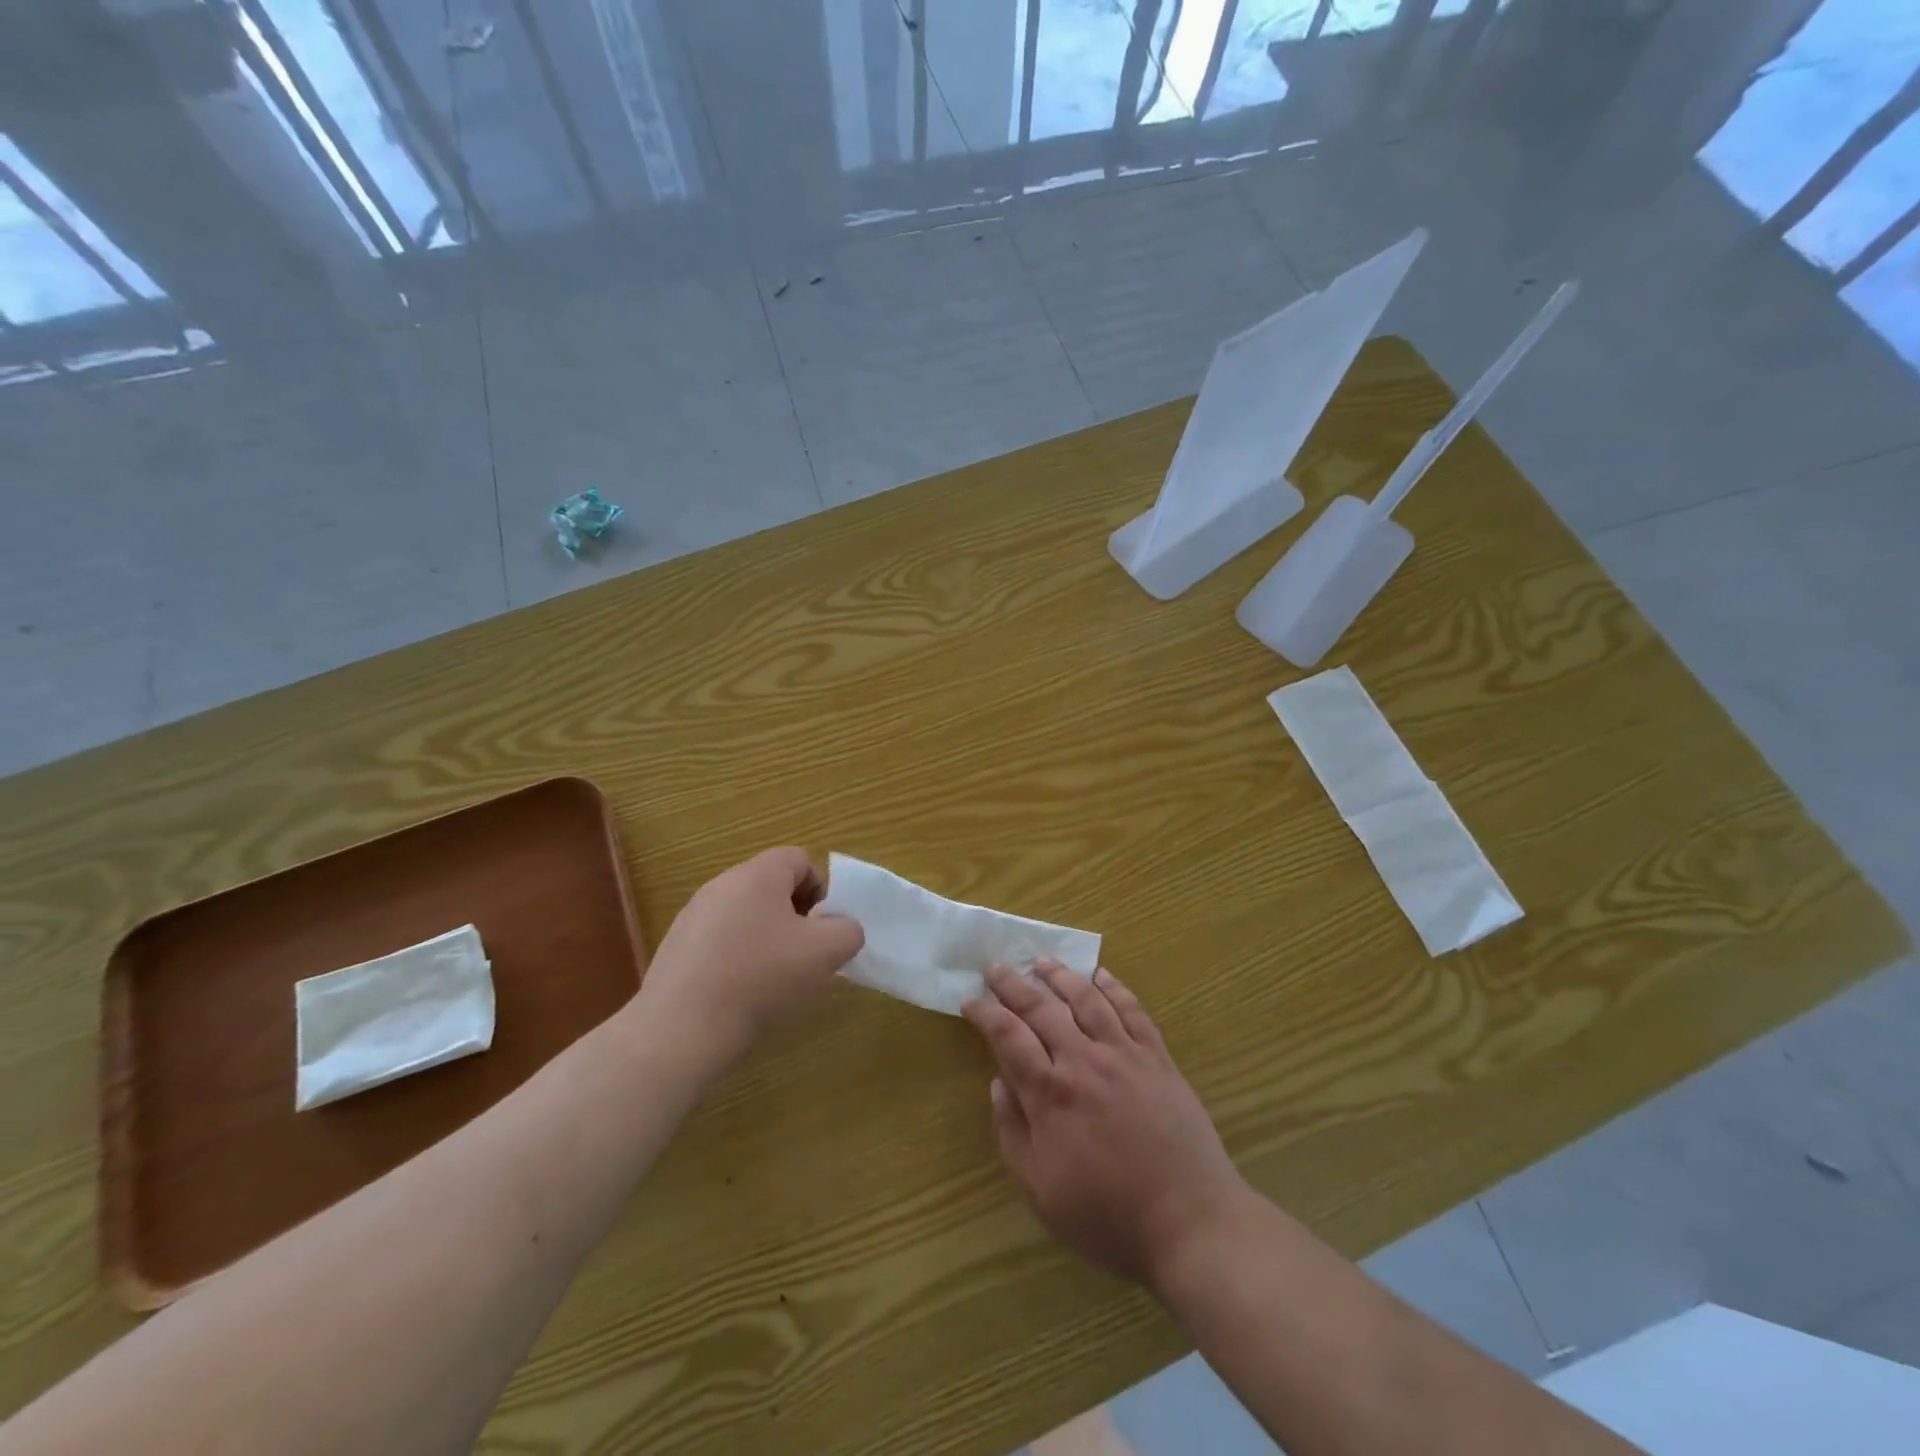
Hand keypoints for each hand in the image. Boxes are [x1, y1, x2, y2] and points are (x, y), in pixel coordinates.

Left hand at [632, 848, 863, 1073]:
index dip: (821, 891)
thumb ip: (847, 931)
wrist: (680, 1031)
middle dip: (796, 918)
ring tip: (774, 982)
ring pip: (747, 917)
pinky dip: (737, 961)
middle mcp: (721, 884)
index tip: (824, 930)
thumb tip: (840, 928)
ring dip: (767, 941)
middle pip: (772, 888)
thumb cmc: (761, 979)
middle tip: (805, 957)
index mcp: (757, 874)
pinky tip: (740, 996)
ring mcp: (693, 917)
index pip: (800, 860)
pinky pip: (720, 943)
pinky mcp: (676, 949)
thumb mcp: (825, 953)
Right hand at [962, 963, 1246, 1288]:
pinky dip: (1114, 987)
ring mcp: (1124, 1055)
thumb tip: (998, 1083)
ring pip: (1086, 999)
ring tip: (1042, 961)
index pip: (1008, 1036)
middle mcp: (1084, 1061)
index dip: (985, 1013)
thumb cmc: (1108, 1217)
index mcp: (1050, 1094)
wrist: (1190, 1223)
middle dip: (1013, 984)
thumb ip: (1012, 1133)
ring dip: (1060, 975)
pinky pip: (1133, 1010)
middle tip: (996, 966)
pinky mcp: (1158, 1058)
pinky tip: (1101, 975)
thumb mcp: (1041, 1192)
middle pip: (1041, 1008)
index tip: (970, 1000)